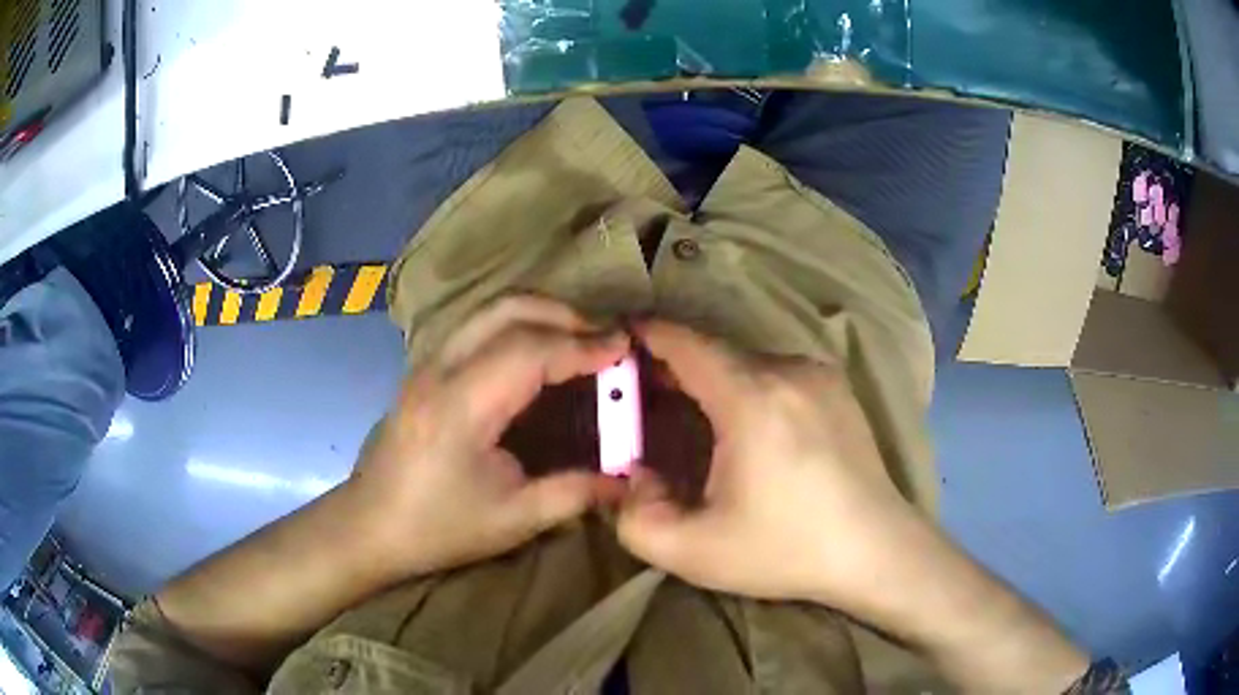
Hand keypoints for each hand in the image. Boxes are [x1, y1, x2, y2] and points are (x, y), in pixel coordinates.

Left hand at [348, 296, 628, 577]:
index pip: (529, 350)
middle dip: (564, 316)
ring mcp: (426, 364)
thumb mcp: (513, 519)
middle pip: (507, 311)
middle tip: (605, 341)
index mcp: (460, 407)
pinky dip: (517, 327)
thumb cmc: (437, 528)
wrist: (369, 526)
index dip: (581, 345)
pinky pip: (477, 327)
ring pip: (489, 311)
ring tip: (578, 342)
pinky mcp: (424, 369)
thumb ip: (574, 493)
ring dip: (540, 315)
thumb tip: (627, 480)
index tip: (624, 348)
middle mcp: (439, 370)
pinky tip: (537, 356)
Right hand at [617, 321, 928, 611]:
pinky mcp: (838, 388)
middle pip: (715, 350)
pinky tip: (750, 428)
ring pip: (747, 361)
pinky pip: (778, 372)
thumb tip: (631, 474)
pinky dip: (749, 385)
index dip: (646, 335)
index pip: (685, 341)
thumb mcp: (694, 553)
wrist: (876, 550)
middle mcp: (787, 370)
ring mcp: (819, 374)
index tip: (618, 342)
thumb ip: (635, 518)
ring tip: (696, 416)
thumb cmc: (786, 551)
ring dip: (714, 379)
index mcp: (751, 399)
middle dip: (675, 365)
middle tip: (645, 394)